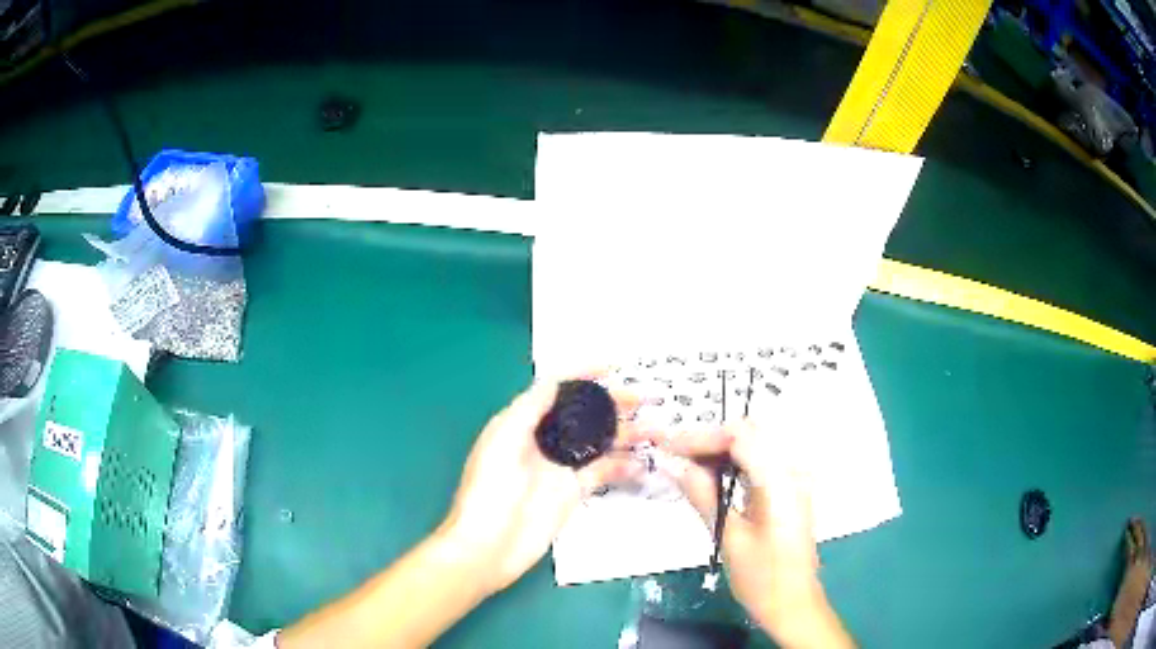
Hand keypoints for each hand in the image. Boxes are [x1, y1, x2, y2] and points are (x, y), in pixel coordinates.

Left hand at [438, 378, 636, 595]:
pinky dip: (623, 465)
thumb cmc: (488, 490)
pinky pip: (603, 472)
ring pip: (598, 442)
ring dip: (625, 433)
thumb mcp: (503, 440)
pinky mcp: (573, 492)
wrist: (487, 546)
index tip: (613, 368)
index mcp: (522, 423)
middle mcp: (544, 441)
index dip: (583, 376)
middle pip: (583, 414)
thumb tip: (556, 380)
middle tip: (643, 398)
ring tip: (655, 429)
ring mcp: (560, 468)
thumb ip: (529, 408)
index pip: (556, 390)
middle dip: (612, 403)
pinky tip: (643, 461)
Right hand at [649, 418, 852, 647]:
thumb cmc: (762, 578)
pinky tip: (711, 478)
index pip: (741, 436)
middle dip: (709, 440)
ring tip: (686, 466)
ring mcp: (794, 480)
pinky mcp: (790, 491)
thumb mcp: (728, 538)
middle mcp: (793, 471)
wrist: (793, 603)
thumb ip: (704, 496)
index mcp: (781, 481)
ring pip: (754, 446)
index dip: (702, 437)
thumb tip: (675, 466)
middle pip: (749, 435)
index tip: (670, 449)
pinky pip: (760, 462)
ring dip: (720, 451)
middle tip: (674, 457)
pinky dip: (734, 464)